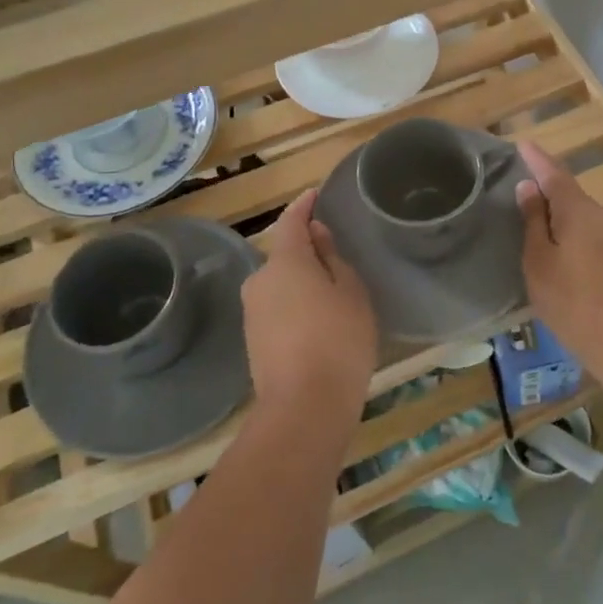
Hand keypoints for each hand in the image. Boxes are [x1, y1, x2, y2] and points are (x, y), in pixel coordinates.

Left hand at [241, 190, 377, 423]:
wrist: (303, 408)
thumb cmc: (338, 340)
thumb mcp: (350, 292)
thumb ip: (332, 258)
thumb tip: (316, 234)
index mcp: (285, 261)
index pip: (292, 220)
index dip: (304, 206)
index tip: (315, 195)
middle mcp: (260, 280)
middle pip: (285, 255)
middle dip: (307, 252)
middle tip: (337, 257)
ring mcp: (252, 312)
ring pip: (280, 284)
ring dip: (301, 283)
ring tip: (333, 295)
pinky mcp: (253, 340)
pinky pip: (277, 309)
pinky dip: (295, 307)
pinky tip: (317, 324)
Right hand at [515, 141, 602, 360]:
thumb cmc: (572, 299)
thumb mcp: (539, 261)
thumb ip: (534, 221)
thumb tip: (530, 187)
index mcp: (578, 210)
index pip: (554, 174)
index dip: (538, 160)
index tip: (524, 144)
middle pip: (573, 197)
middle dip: (551, 195)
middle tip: (528, 200)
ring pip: (587, 221)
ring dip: (567, 223)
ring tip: (546, 238)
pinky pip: (599, 240)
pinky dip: (581, 242)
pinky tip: (572, 263)